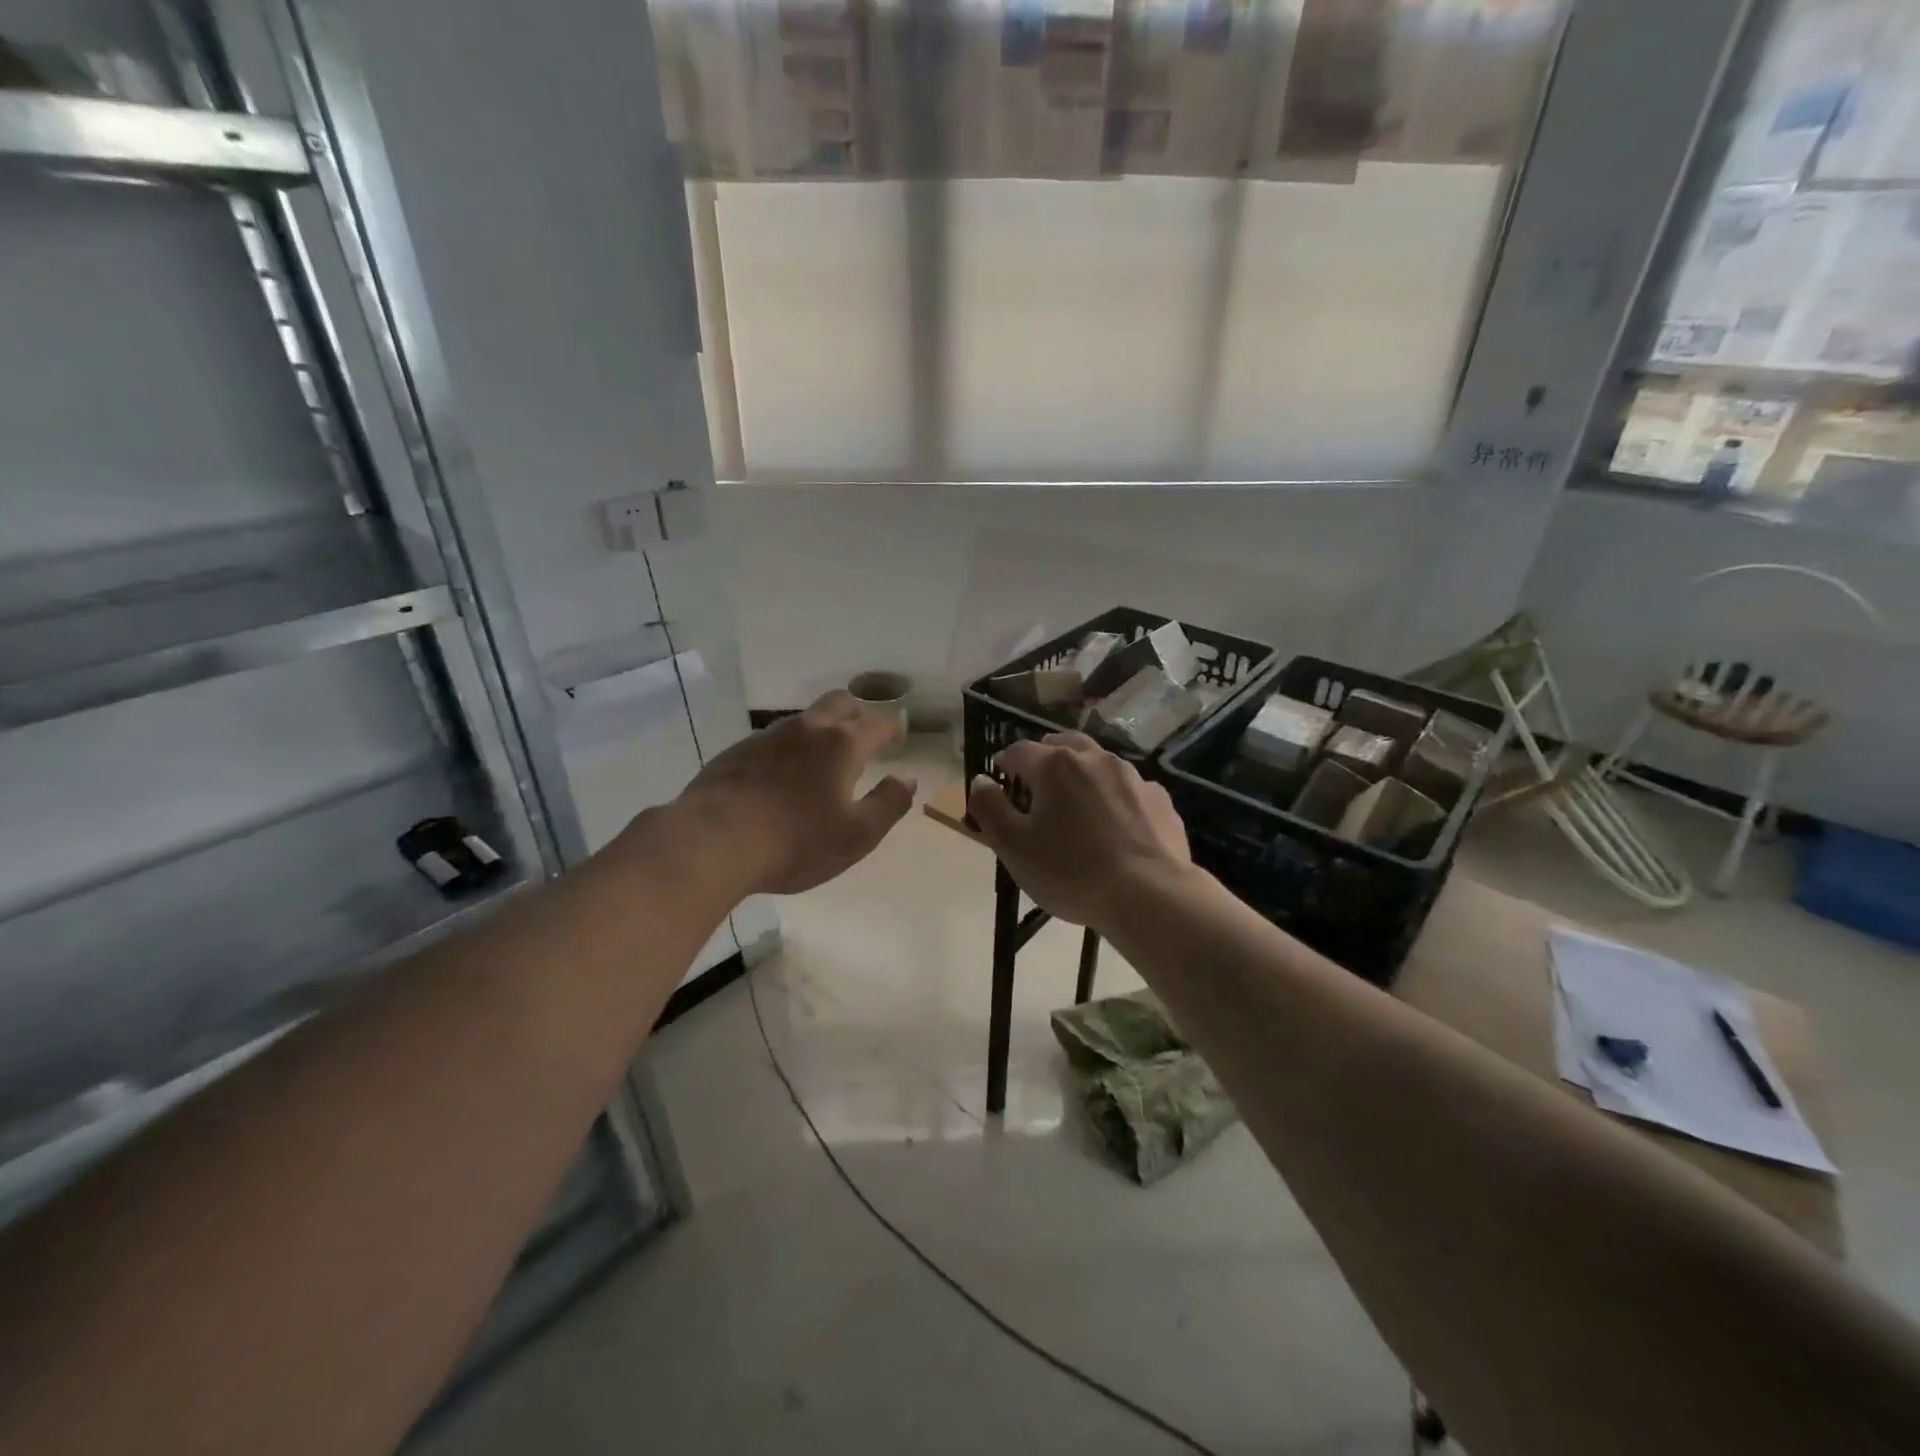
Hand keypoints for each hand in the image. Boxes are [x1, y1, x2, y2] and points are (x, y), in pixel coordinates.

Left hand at [670, 690, 915, 895]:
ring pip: (804, 718)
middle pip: (839, 702)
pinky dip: (789, 748)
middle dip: (857, 712)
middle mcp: (806, 729)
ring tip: (824, 755)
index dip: (891, 728)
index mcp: (842, 745)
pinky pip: (773, 738)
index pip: (877, 723)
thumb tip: (907, 778)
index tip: (897, 735)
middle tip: (864, 732)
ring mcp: (767, 736)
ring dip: (821, 728)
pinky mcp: (737, 751)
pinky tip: (782, 774)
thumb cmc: (796, 842)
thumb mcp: (858, 835)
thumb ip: (889, 804)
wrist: (713, 843)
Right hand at [967, 732, 1189, 931]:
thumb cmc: (1071, 871)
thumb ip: (990, 808)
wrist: (1150, 895)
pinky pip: (1128, 788)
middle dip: (1044, 758)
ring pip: (1098, 762)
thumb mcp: (1013, 846)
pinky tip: (1115, 824)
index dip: (1004, 763)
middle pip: (1062, 745)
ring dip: (1081, 773)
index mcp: (1054, 766)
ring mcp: (1132, 776)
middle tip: (1035, 784)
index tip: (999, 780)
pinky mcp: (1159, 799)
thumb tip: (981, 780)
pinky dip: (1114, 797)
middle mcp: (1095, 759)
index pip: (1018, 751)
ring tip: (1075, 803)